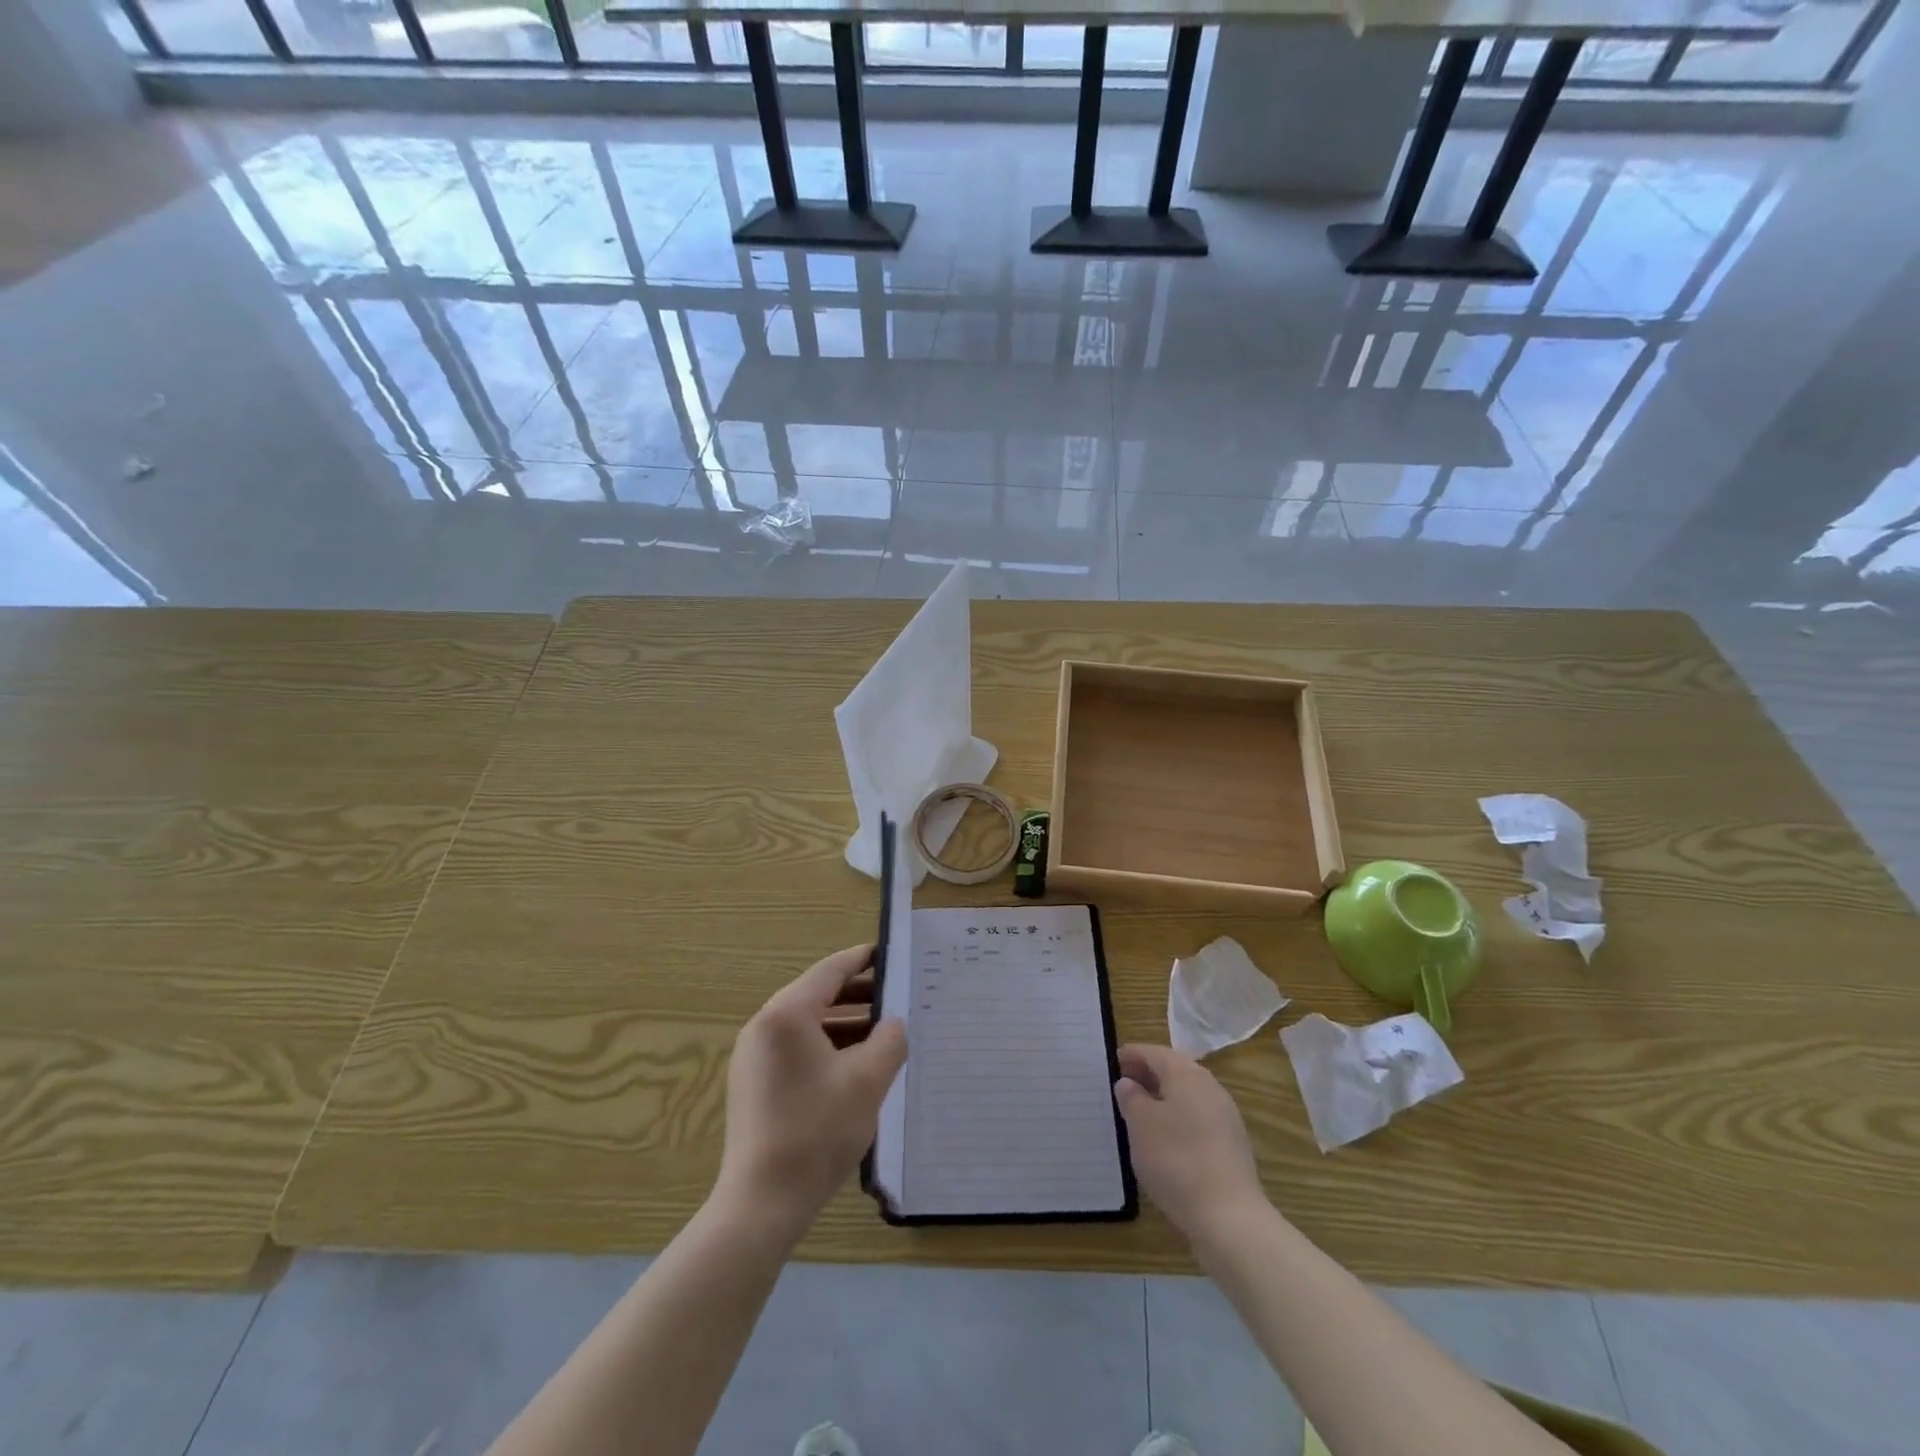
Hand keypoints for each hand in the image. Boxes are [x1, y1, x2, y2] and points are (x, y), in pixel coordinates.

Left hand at [714, 945, 907, 1241]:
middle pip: (816, 994)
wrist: (761, 1203)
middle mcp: (764, 1025)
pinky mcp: (753, 1082)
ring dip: (844, 1023)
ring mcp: (753, 1055)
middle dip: (858, 994)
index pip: (830, 971)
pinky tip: (854, 1066)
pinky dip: (826, 1046)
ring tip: (882, 1033)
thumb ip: (889, 1040)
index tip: (890, 953)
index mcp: (787, 1014)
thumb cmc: (817, 1132)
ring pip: (807, 1024)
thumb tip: (893, 1023)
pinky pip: (795, 1047)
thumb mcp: (867, 1081)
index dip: (862, 959)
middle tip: (896, 996)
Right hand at [1115, 1043, 1266, 1240]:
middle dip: (1149, 1073)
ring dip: (1164, 1095)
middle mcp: (1209, 1087)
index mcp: (1186, 1074)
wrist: (1229, 1216)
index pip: (1155, 1052)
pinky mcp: (1231, 1143)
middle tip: (1125, 1083)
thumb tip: (1129, 1083)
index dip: (1133, 1054)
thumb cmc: (1176, 1160)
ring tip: (1141, 1111)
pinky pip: (1198, 1116)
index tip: (1114, 1060)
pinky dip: (1179, 1116)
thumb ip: (1131, 1098)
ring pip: (1188, 1093)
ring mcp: (1225, 1115)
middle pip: (1175, 1069)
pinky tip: (1166, 1137)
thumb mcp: (1140, 1125)